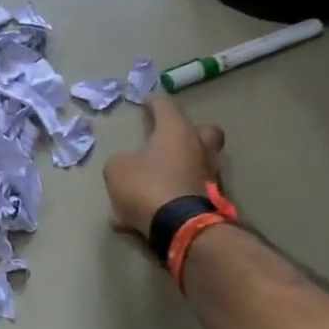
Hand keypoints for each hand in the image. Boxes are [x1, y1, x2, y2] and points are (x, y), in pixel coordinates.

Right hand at [102, 96, 228, 236]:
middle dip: (189, 133)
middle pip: (204, 132)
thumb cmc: (148, 186)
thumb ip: (120, 162)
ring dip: (178, 169)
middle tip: (169, 140)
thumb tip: (127, 167)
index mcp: (177, 132)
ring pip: (195, 165)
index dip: (154, 101)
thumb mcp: (117, 170)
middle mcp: (199, 149)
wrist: (181, 228)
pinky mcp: (211, 203)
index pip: (166, 106)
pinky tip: (148, 213)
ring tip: (151, 184)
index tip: (148, 100)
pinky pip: (186, 195)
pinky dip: (171, 199)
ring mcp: (209, 177)